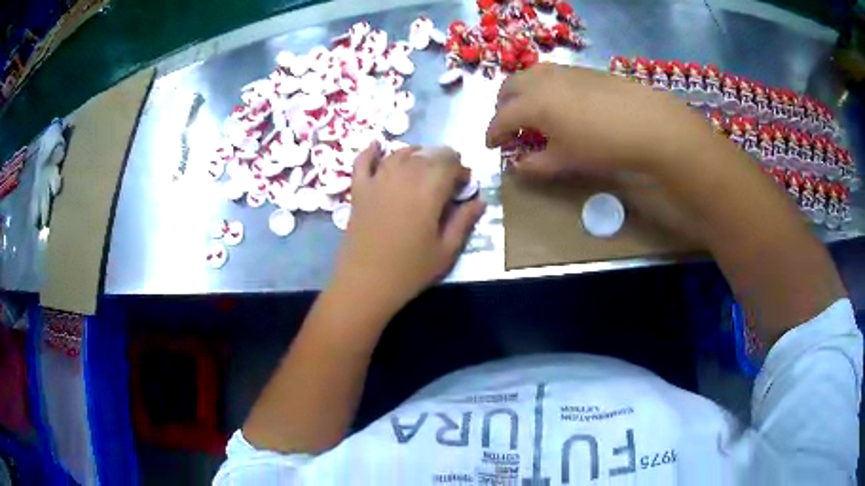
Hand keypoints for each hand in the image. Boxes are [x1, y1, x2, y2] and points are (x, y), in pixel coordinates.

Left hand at [332, 142, 484, 312]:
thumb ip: (464, 221)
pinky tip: (378, 145)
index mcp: (429, 191)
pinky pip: (363, 161)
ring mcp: (377, 181)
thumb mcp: (445, 251)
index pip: (449, 163)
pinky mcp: (358, 189)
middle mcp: (403, 177)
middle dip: (442, 159)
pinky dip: (371, 150)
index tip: (464, 184)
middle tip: (448, 177)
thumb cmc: (409, 271)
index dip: (461, 169)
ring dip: (416, 153)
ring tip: (423, 165)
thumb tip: (480, 200)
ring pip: (400, 153)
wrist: (365, 283)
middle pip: (426, 154)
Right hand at [486, 62, 716, 178]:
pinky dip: (542, 87)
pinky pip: (550, 74)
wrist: (647, 122)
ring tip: (532, 112)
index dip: (492, 134)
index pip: (501, 118)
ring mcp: (562, 71)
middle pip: (509, 88)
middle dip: (502, 107)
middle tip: (509, 127)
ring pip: (529, 76)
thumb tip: (517, 166)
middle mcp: (541, 80)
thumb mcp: (565, 160)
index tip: (490, 146)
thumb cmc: (602, 145)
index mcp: (532, 103)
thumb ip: (535, 165)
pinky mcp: (582, 70)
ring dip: (521, 93)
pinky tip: (559, 103)